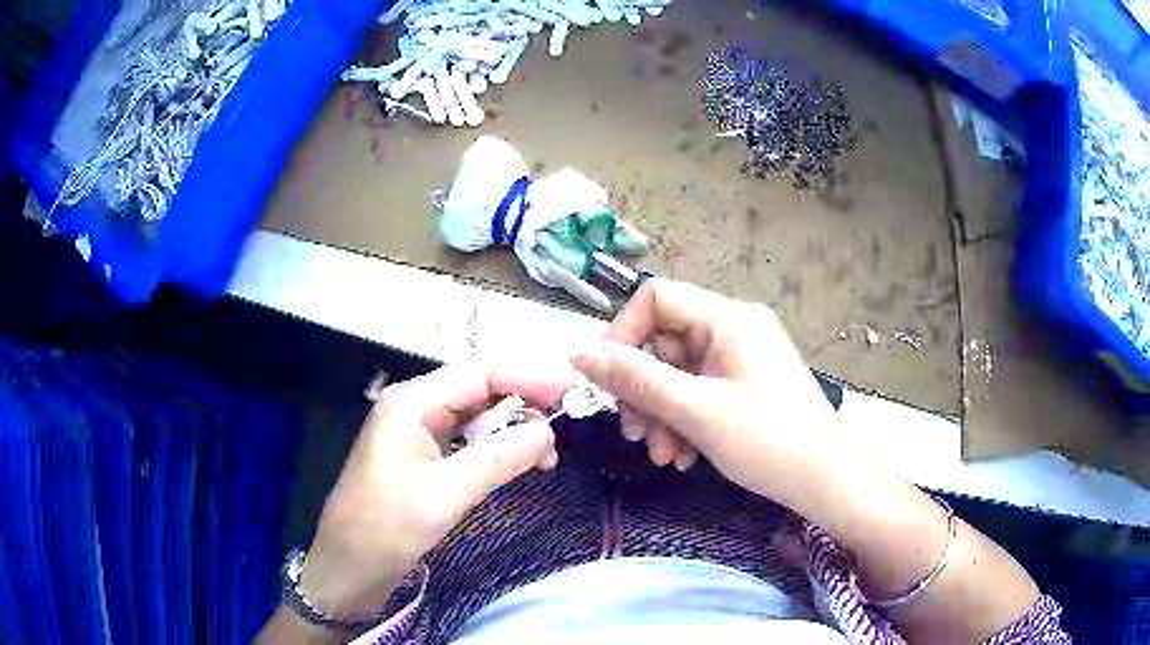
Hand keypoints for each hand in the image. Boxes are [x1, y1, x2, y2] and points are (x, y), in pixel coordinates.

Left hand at [298, 361, 573, 619]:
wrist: (346, 570)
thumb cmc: (384, 531)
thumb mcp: (442, 496)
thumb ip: (497, 459)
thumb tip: (548, 430)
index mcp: (411, 403)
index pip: (481, 373)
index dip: (530, 378)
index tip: (573, 394)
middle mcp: (415, 407)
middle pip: (481, 389)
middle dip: (526, 402)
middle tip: (568, 427)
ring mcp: (418, 432)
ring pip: (478, 415)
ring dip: (515, 427)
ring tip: (548, 455)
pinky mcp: (424, 458)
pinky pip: (469, 440)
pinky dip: (498, 447)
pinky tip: (520, 462)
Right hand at [572, 279, 840, 506]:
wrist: (827, 480)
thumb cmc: (768, 442)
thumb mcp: (696, 411)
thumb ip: (636, 379)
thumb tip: (580, 353)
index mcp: (728, 318)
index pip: (656, 297)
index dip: (623, 333)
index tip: (607, 381)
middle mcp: (734, 327)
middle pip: (665, 342)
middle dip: (644, 391)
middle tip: (633, 433)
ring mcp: (742, 357)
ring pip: (678, 373)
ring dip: (661, 413)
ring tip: (661, 455)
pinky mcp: (746, 384)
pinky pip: (699, 391)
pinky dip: (684, 420)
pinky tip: (682, 456)